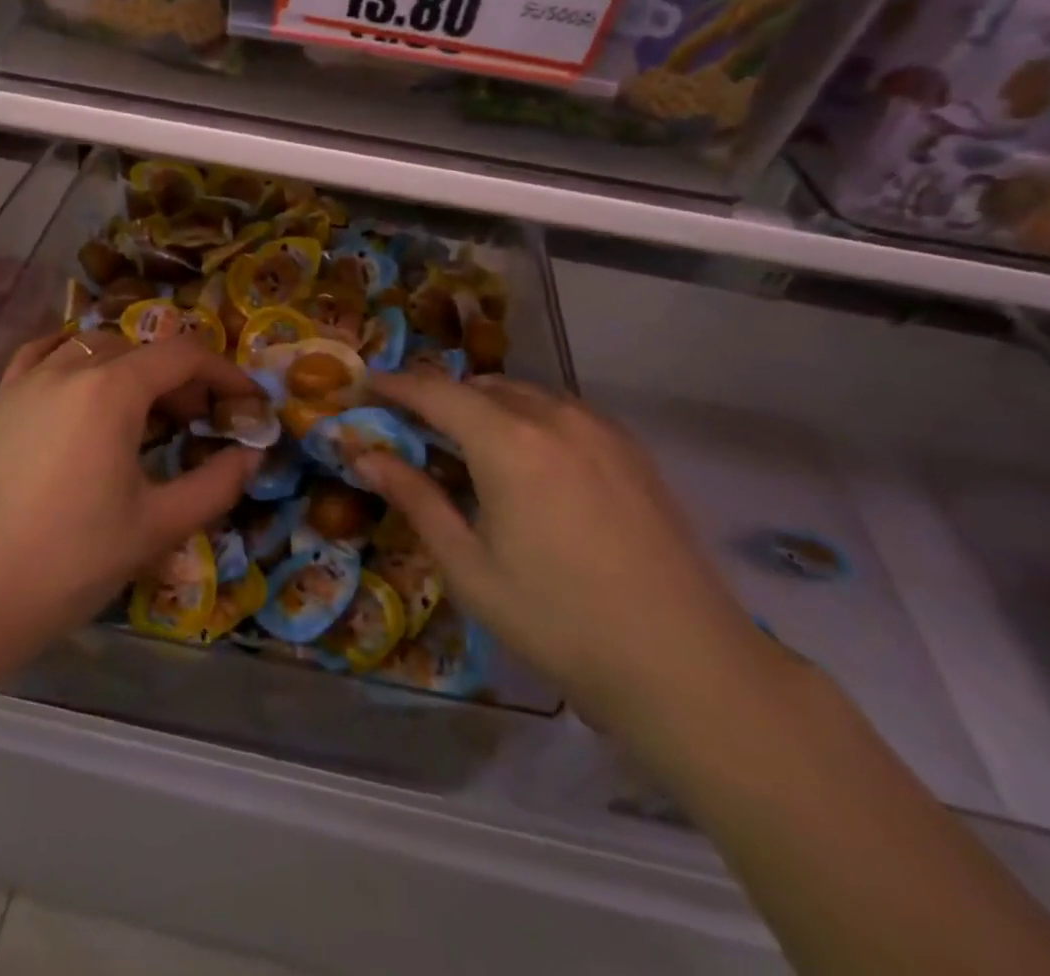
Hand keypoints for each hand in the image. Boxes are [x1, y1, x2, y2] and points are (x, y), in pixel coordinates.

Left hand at [0, 330, 264, 668]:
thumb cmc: (69, 562)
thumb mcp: (157, 527)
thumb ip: (216, 485)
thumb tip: (253, 456)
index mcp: (111, 390)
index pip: (183, 356)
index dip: (225, 372)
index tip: (248, 402)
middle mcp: (69, 368)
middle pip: (141, 350)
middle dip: (181, 377)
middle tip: (200, 421)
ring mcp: (27, 381)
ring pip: (95, 347)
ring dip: (132, 368)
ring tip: (144, 412)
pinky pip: (44, 355)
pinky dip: (75, 357)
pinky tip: (82, 384)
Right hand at [356, 374, 778, 739]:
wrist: (685, 664)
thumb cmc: (559, 621)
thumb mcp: (469, 567)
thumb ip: (416, 499)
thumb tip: (364, 456)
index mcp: (509, 442)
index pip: (436, 393)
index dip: (397, 386)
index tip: (368, 387)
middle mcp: (554, 417)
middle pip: (480, 386)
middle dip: (439, 398)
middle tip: (412, 429)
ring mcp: (599, 429)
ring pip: (523, 394)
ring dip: (484, 405)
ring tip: (466, 446)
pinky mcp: (630, 448)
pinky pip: (562, 411)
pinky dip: (527, 417)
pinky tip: (526, 461)